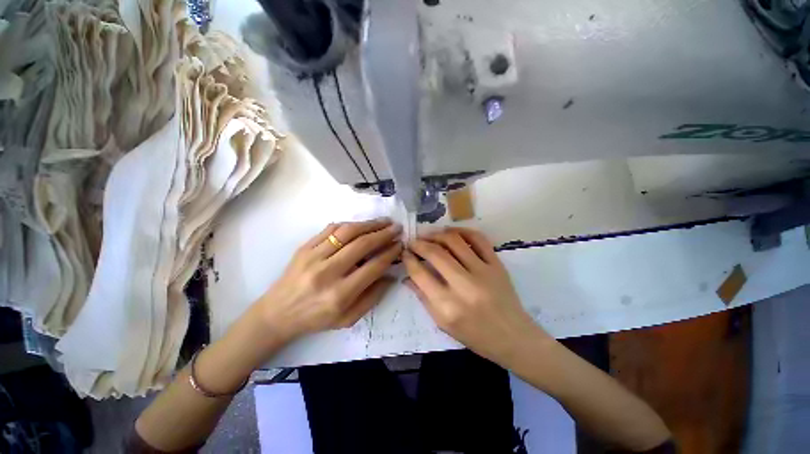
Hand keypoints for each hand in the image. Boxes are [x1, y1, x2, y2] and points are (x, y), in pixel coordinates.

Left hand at [247, 218, 401, 347]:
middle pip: (362, 244)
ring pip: (347, 232)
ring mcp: (313, 257)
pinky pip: (330, 229)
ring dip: (369, 224)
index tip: (400, 245)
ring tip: (383, 221)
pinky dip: (349, 224)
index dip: (390, 253)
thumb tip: (390, 276)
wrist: (277, 313)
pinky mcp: (304, 247)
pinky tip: (360, 225)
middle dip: (384, 234)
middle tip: (397, 228)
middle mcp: (327, 272)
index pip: (373, 266)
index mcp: (340, 294)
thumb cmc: (316, 319)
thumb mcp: (348, 319)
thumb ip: (372, 297)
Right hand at [402, 227, 549, 363]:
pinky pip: (479, 239)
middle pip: (436, 253)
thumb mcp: (443, 323)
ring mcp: (483, 272)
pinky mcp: (497, 265)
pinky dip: (463, 231)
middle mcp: (464, 286)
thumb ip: (423, 298)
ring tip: (429, 235)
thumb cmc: (475, 335)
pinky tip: (452, 232)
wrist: (513, 337)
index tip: (405, 252)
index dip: (409, 259)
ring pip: (455, 242)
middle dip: (419, 243)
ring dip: (437, 234)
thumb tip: (408, 276)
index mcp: (448, 306)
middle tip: (413, 241)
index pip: (420, 274)